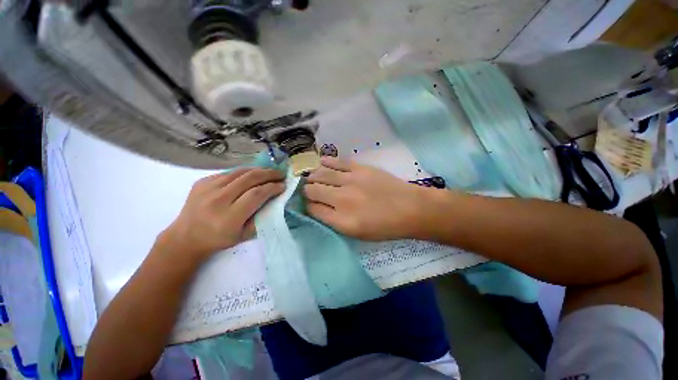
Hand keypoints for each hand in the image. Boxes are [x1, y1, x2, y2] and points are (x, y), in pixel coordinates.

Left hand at [161, 168, 284, 260]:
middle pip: (249, 178)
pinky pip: (229, 172)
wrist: (186, 237)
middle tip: (281, 174)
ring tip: (270, 171)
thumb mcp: (245, 235)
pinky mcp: (202, 181)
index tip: (283, 186)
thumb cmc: (219, 239)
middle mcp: (217, 200)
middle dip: (269, 174)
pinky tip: (252, 175)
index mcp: (229, 217)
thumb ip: (262, 217)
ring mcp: (207, 188)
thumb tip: (276, 200)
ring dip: (259, 170)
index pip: (256, 194)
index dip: (272, 187)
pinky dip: (244, 172)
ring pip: (240, 172)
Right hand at [305, 157, 427, 240]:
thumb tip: (316, 208)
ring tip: (313, 177)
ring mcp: (351, 180)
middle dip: (307, 190)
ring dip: (313, 176)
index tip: (309, 204)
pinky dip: (325, 162)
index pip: (312, 209)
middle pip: (312, 190)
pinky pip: (336, 162)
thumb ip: (333, 222)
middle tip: (310, 190)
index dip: (307, 206)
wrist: (410, 209)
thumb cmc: (385, 226)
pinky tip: (321, 163)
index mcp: (342, 220)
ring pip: (320, 174)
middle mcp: (342, 199)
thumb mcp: (357, 234)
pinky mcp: (360, 168)